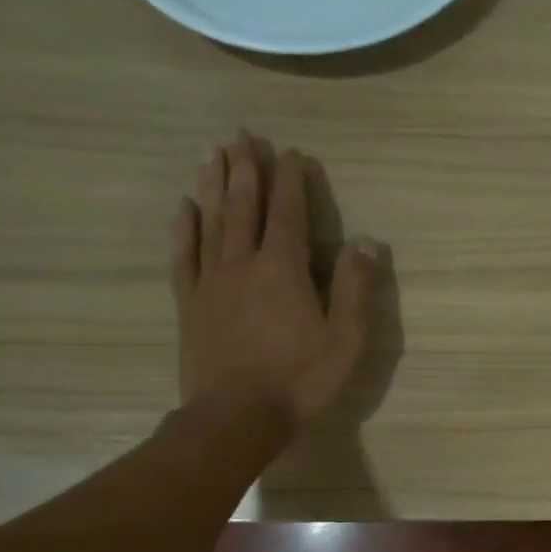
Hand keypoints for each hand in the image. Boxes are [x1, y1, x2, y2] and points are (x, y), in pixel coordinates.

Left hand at [169, 133, 381, 426]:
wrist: (235, 417)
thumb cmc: (299, 380)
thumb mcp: (345, 339)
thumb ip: (355, 287)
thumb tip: (367, 240)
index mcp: (283, 269)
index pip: (288, 213)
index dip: (292, 181)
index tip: (293, 153)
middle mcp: (243, 264)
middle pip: (244, 206)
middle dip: (246, 168)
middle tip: (243, 134)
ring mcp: (211, 282)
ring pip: (211, 222)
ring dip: (213, 184)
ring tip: (213, 152)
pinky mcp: (190, 304)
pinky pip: (184, 256)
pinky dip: (183, 228)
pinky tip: (183, 207)